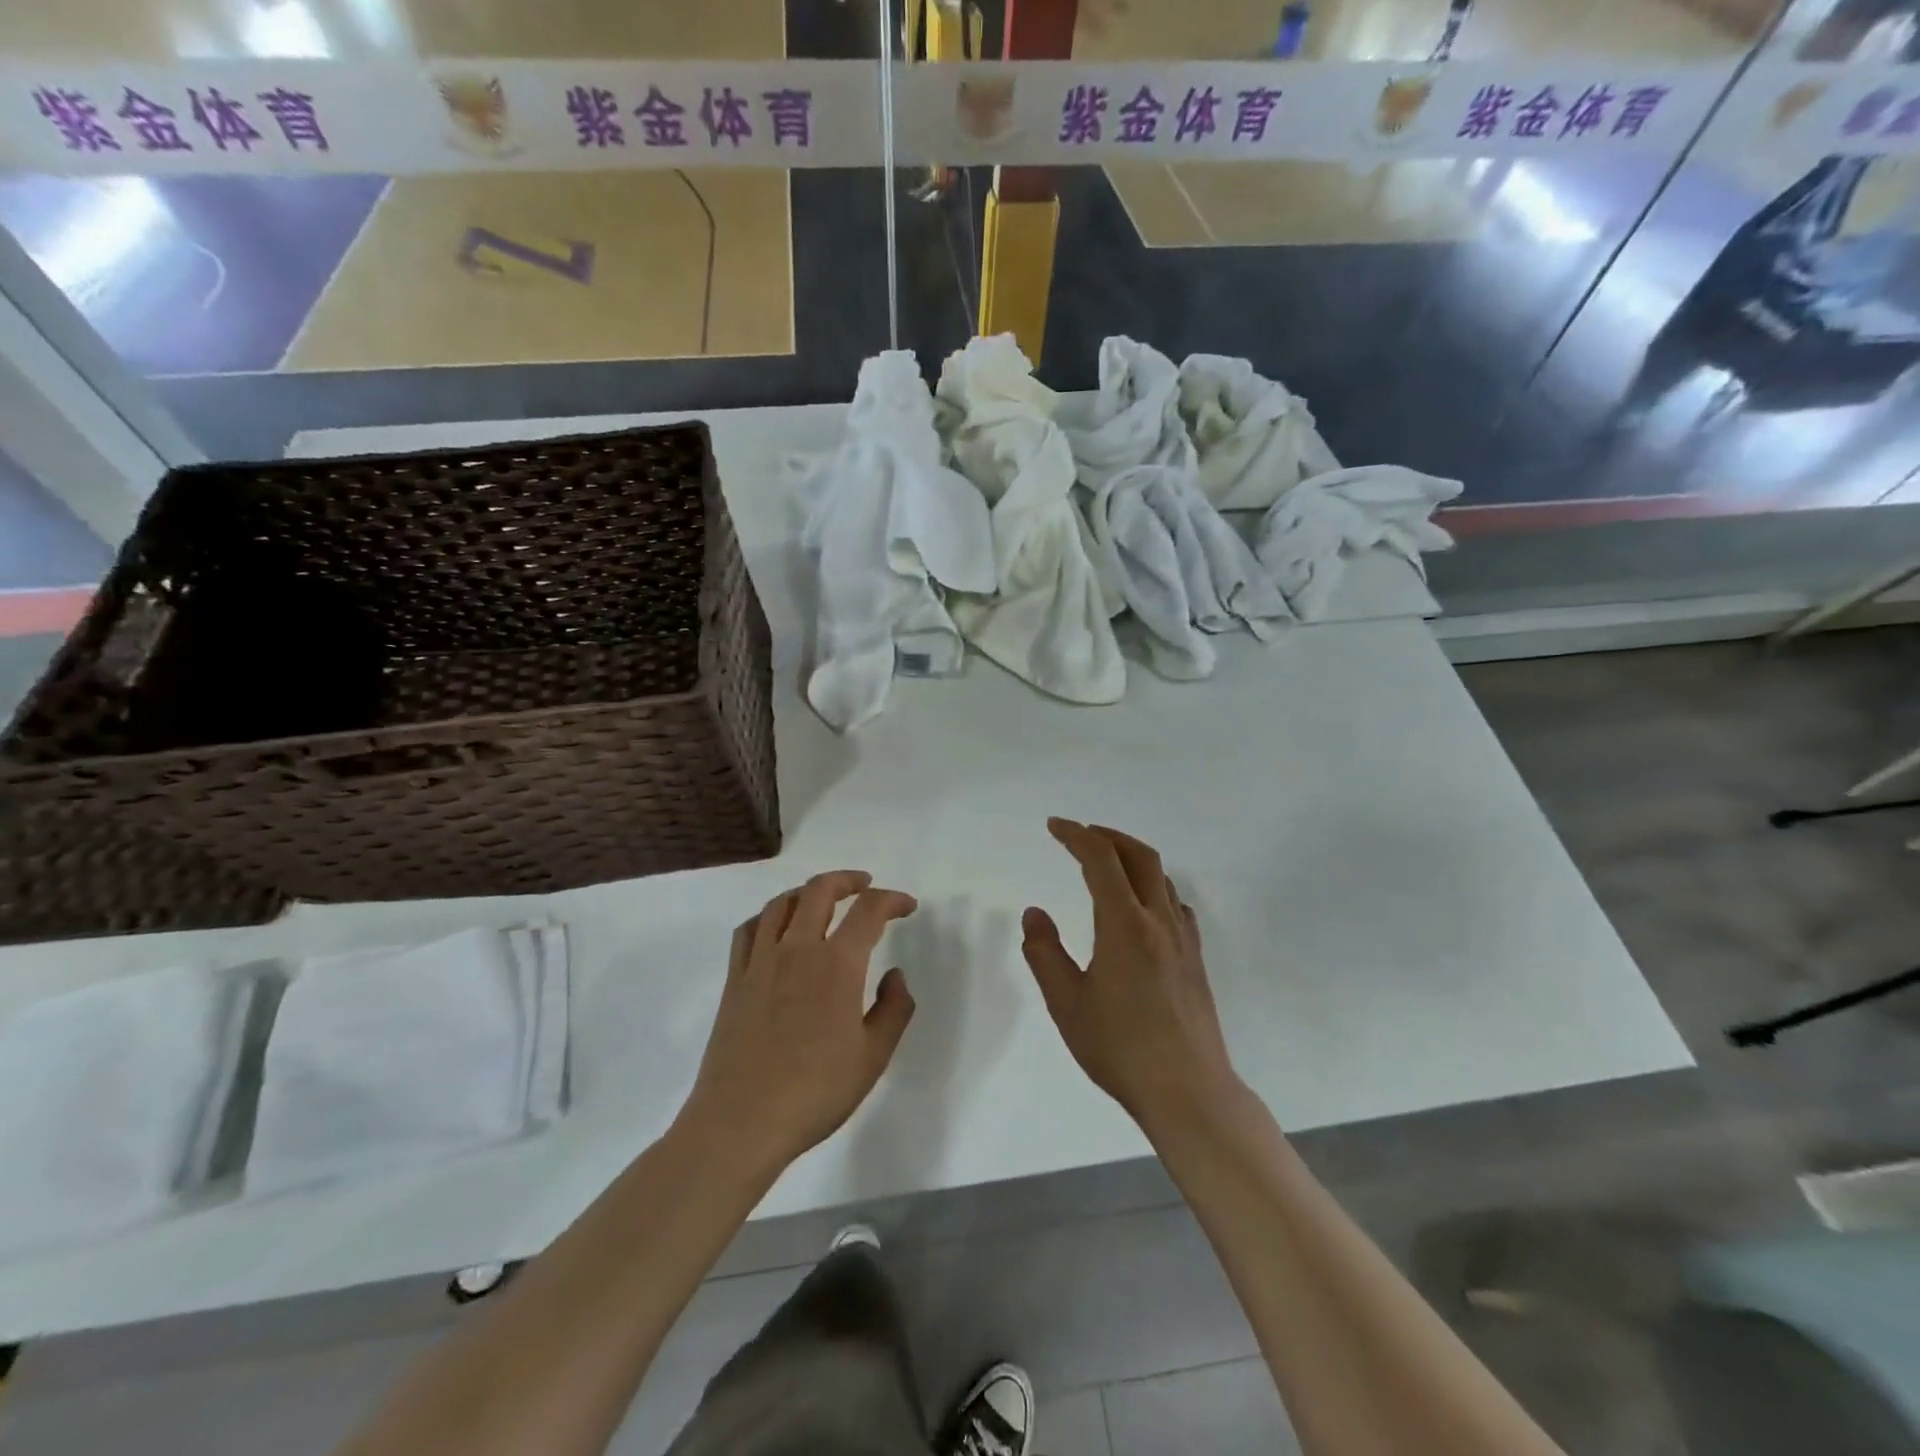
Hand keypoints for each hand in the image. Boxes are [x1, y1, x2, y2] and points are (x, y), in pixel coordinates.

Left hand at [680, 871, 917, 1176]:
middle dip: (847, 880)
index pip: (869, 911)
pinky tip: (776, 928)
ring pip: (781, 903)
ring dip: (807, 892)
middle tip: (865, 886)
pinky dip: (768, 916)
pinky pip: (749, 930)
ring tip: (823, 899)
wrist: (741, 1122)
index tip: (907, 906)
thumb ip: (894, 1008)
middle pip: (820, 890)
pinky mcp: (735, 980)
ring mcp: (761, 962)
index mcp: (837, 964)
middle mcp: (798, 950)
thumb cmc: (815, 1092)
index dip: (892, 900)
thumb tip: (894, 973)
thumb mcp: (873, 1056)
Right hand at [1023, 819, 1242, 1129]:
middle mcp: (1158, 920)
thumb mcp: (1067, 1004)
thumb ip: (1045, 953)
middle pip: (1139, 855)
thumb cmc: (1121, 1048)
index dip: (1075, 835)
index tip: (1054, 827)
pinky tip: (1142, 908)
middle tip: (1080, 834)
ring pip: (1161, 877)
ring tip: (1106, 864)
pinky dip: (1153, 886)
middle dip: (1107, 835)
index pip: (1100, 859)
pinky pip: (1175, 904)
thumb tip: (1034, 913)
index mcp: (1124, 924)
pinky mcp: (1195, 959)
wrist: (1189, 1091)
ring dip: (1132, 857)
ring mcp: (1183, 939)